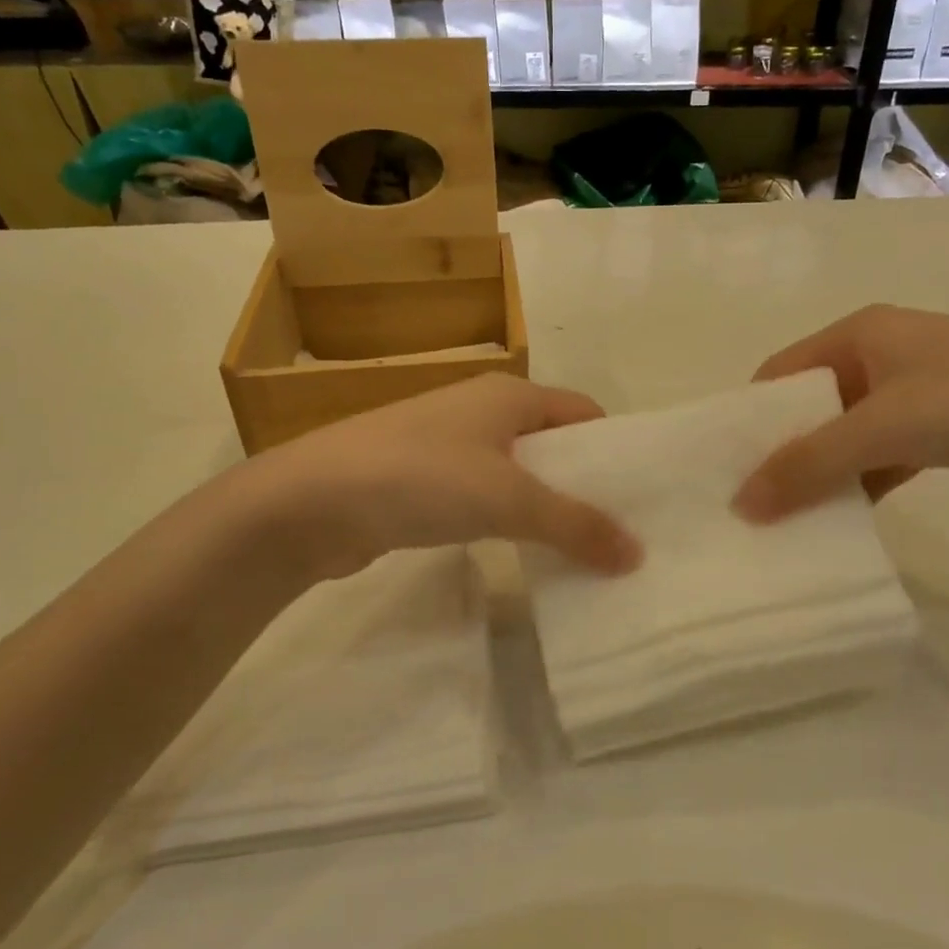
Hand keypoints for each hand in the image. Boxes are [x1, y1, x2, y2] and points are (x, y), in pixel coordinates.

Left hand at [263, 374, 642, 577]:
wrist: (309, 501)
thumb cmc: (420, 478)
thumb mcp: (509, 499)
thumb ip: (575, 524)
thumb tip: (636, 553)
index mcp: (508, 394)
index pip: (581, 412)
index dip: (613, 449)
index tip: (639, 496)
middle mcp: (479, 410)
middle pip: (550, 443)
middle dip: (582, 484)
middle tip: (615, 534)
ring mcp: (445, 445)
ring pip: (514, 472)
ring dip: (543, 506)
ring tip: (576, 551)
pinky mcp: (418, 481)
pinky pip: (481, 495)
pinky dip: (505, 520)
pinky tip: (517, 553)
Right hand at [733, 306, 948, 520]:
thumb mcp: (886, 427)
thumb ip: (810, 463)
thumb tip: (741, 505)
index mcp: (861, 332)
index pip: (783, 371)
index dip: (752, 416)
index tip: (725, 465)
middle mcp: (882, 355)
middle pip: (811, 405)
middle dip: (782, 449)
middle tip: (750, 500)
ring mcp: (913, 393)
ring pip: (845, 435)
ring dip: (820, 472)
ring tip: (786, 517)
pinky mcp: (939, 430)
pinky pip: (879, 456)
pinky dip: (859, 484)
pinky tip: (841, 519)